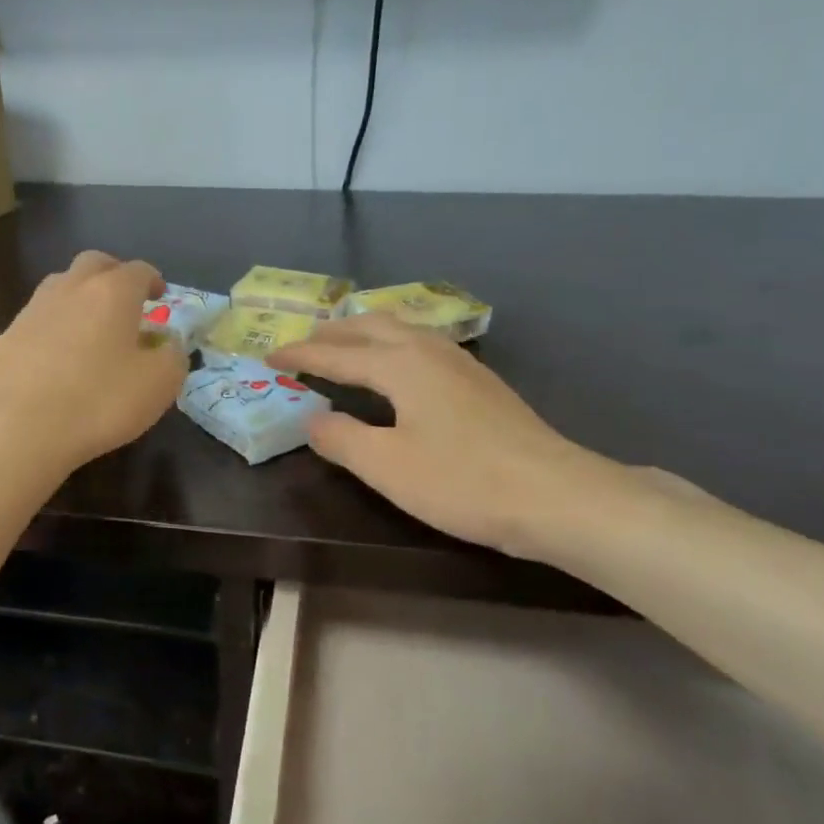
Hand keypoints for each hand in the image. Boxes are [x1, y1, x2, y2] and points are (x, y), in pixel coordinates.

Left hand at [0, 251, 186, 474]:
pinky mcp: (5, 338)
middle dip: (113, 275)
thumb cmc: (99, 401)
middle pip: (94, 264)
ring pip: (60, 288)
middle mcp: (69, 289)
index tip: (160, 297)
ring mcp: (32, 311)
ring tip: (91, 329)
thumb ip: (173, 356)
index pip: (139, 270)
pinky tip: (57, 359)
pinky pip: (38, 322)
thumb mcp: (159, 385)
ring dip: (80, 299)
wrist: (15, 428)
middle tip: (125, 301)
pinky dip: (53, 329)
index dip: (153, 281)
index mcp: (112, 292)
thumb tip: (169, 343)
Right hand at [270, 314, 628, 557]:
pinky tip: (398, 366)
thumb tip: (312, 419)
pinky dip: (392, 346)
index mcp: (401, 365)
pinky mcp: (480, 383)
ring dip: (364, 334)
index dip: (300, 355)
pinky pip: (422, 346)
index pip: (337, 354)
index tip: (268, 355)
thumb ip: (341, 439)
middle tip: (302, 344)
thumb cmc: (462, 481)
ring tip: (343, 345)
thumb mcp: (386, 466)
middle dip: (332, 333)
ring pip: (401, 331)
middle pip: (371, 327)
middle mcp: (429, 351)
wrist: (555, 495)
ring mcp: (461, 364)